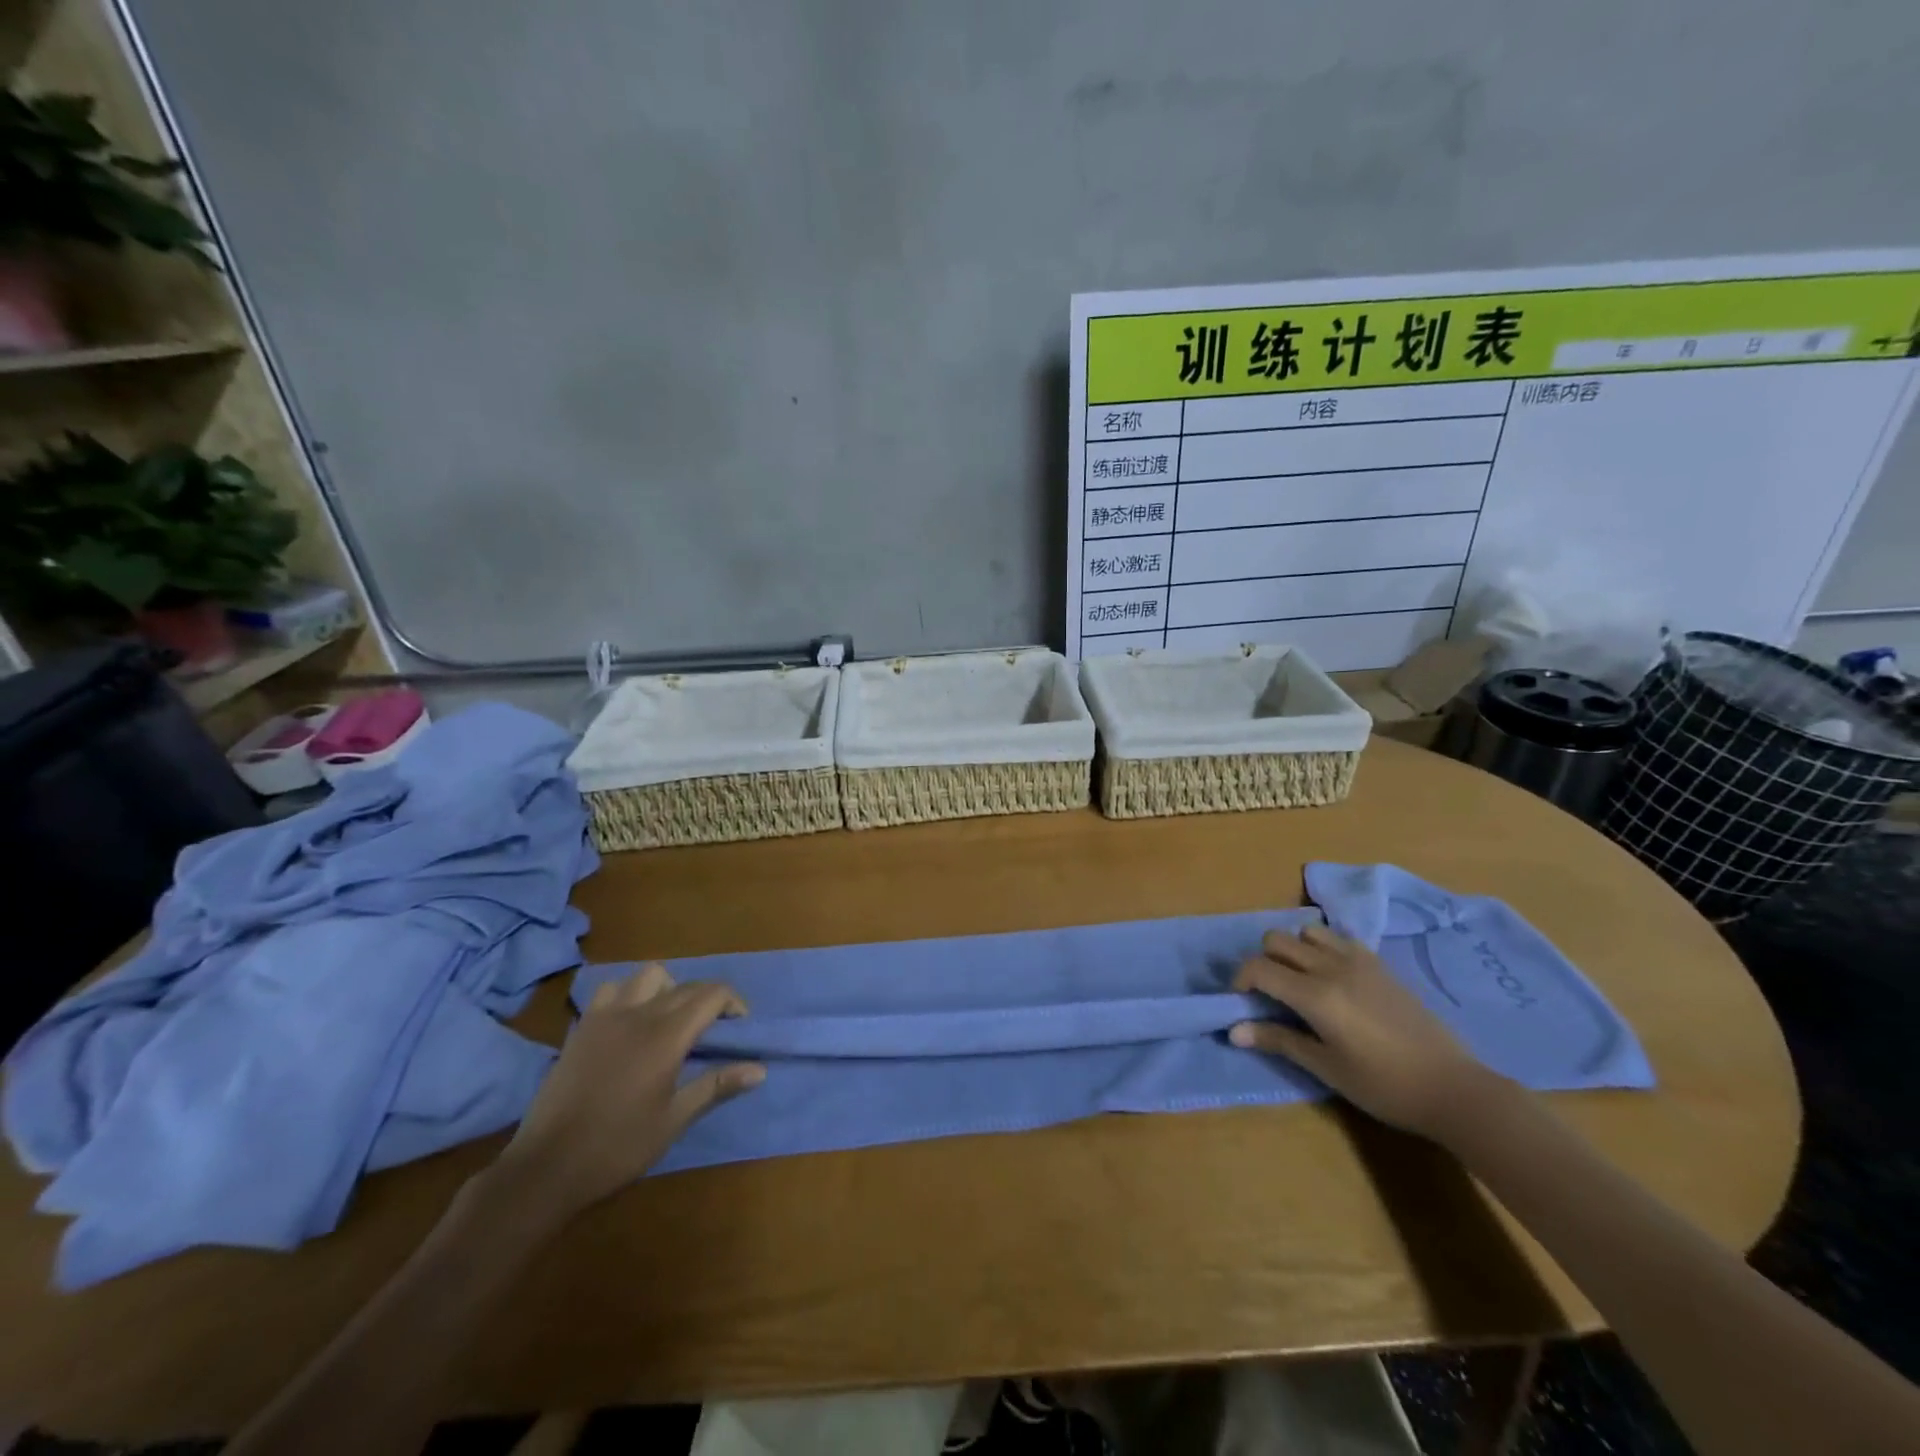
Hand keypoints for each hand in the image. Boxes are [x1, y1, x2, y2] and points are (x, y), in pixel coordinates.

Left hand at [495, 965, 764, 1217]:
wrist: (546, 1167)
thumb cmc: (617, 1148)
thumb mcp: (674, 1120)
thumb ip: (716, 1086)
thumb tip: (760, 1069)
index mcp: (667, 1036)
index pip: (712, 995)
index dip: (733, 1002)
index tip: (739, 1025)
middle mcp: (639, 1014)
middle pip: (686, 985)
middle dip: (707, 998)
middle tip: (713, 1028)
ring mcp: (606, 1016)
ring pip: (648, 976)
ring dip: (668, 988)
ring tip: (670, 1018)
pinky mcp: (582, 1027)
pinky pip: (611, 989)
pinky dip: (629, 994)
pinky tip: (630, 1023)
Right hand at [1230, 923, 1504, 1140]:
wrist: (1452, 1088)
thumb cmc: (1383, 1086)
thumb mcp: (1326, 1068)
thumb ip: (1278, 1041)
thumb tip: (1234, 1030)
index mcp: (1315, 995)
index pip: (1259, 967)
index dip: (1241, 979)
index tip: (1242, 1002)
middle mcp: (1331, 966)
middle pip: (1277, 939)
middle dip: (1263, 960)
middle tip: (1270, 993)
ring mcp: (1358, 960)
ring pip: (1307, 931)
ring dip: (1294, 950)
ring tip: (1301, 981)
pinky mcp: (1379, 964)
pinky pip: (1338, 938)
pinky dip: (1322, 948)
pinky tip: (1333, 979)